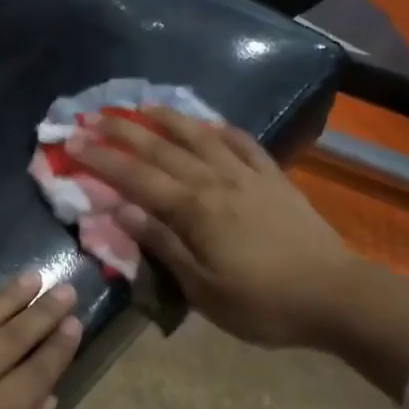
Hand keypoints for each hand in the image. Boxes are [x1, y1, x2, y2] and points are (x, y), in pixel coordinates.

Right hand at [66, 108, 408, 396]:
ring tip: (142, 106)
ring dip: (167, 118)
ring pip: (200, 136)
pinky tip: (208, 123)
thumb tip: (121, 210)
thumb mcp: (203, 288)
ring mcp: (248, 176)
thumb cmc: (263, 303)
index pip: (136, 177)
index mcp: (194, 209)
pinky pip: (243, 143)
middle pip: (161, 149)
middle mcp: (216, 181)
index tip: (71, 142)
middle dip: (122, 132)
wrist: (337, 296)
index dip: (101, 158)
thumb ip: (162, 244)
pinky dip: (221, 129)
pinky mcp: (274, 179)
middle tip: (92, 116)